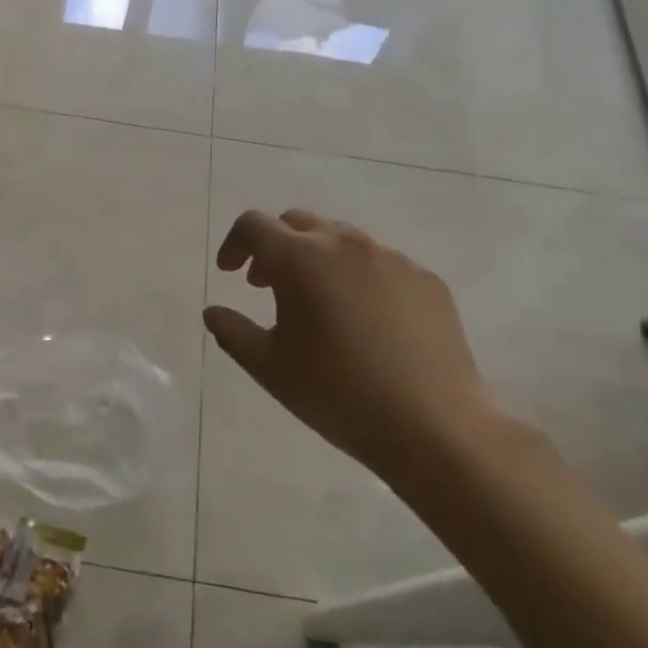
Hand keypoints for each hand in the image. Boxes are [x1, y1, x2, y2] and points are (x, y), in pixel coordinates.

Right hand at [203, 209, 501, 488]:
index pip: (254, 225)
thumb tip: (213, 312)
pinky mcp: (427, 281)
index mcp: (301, 259)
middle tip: (266, 286)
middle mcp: (346, 245)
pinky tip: (363, 321)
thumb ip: (231, 331)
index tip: (229, 274)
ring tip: (316, 303)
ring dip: (317, 259)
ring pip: (342, 240)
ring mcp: (393, 259)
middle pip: (298, 223)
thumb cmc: (336, 393)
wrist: (433, 424)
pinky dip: (358, 278)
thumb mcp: (268, 366)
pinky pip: (381, 264)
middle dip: (274, 247)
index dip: (234, 243)